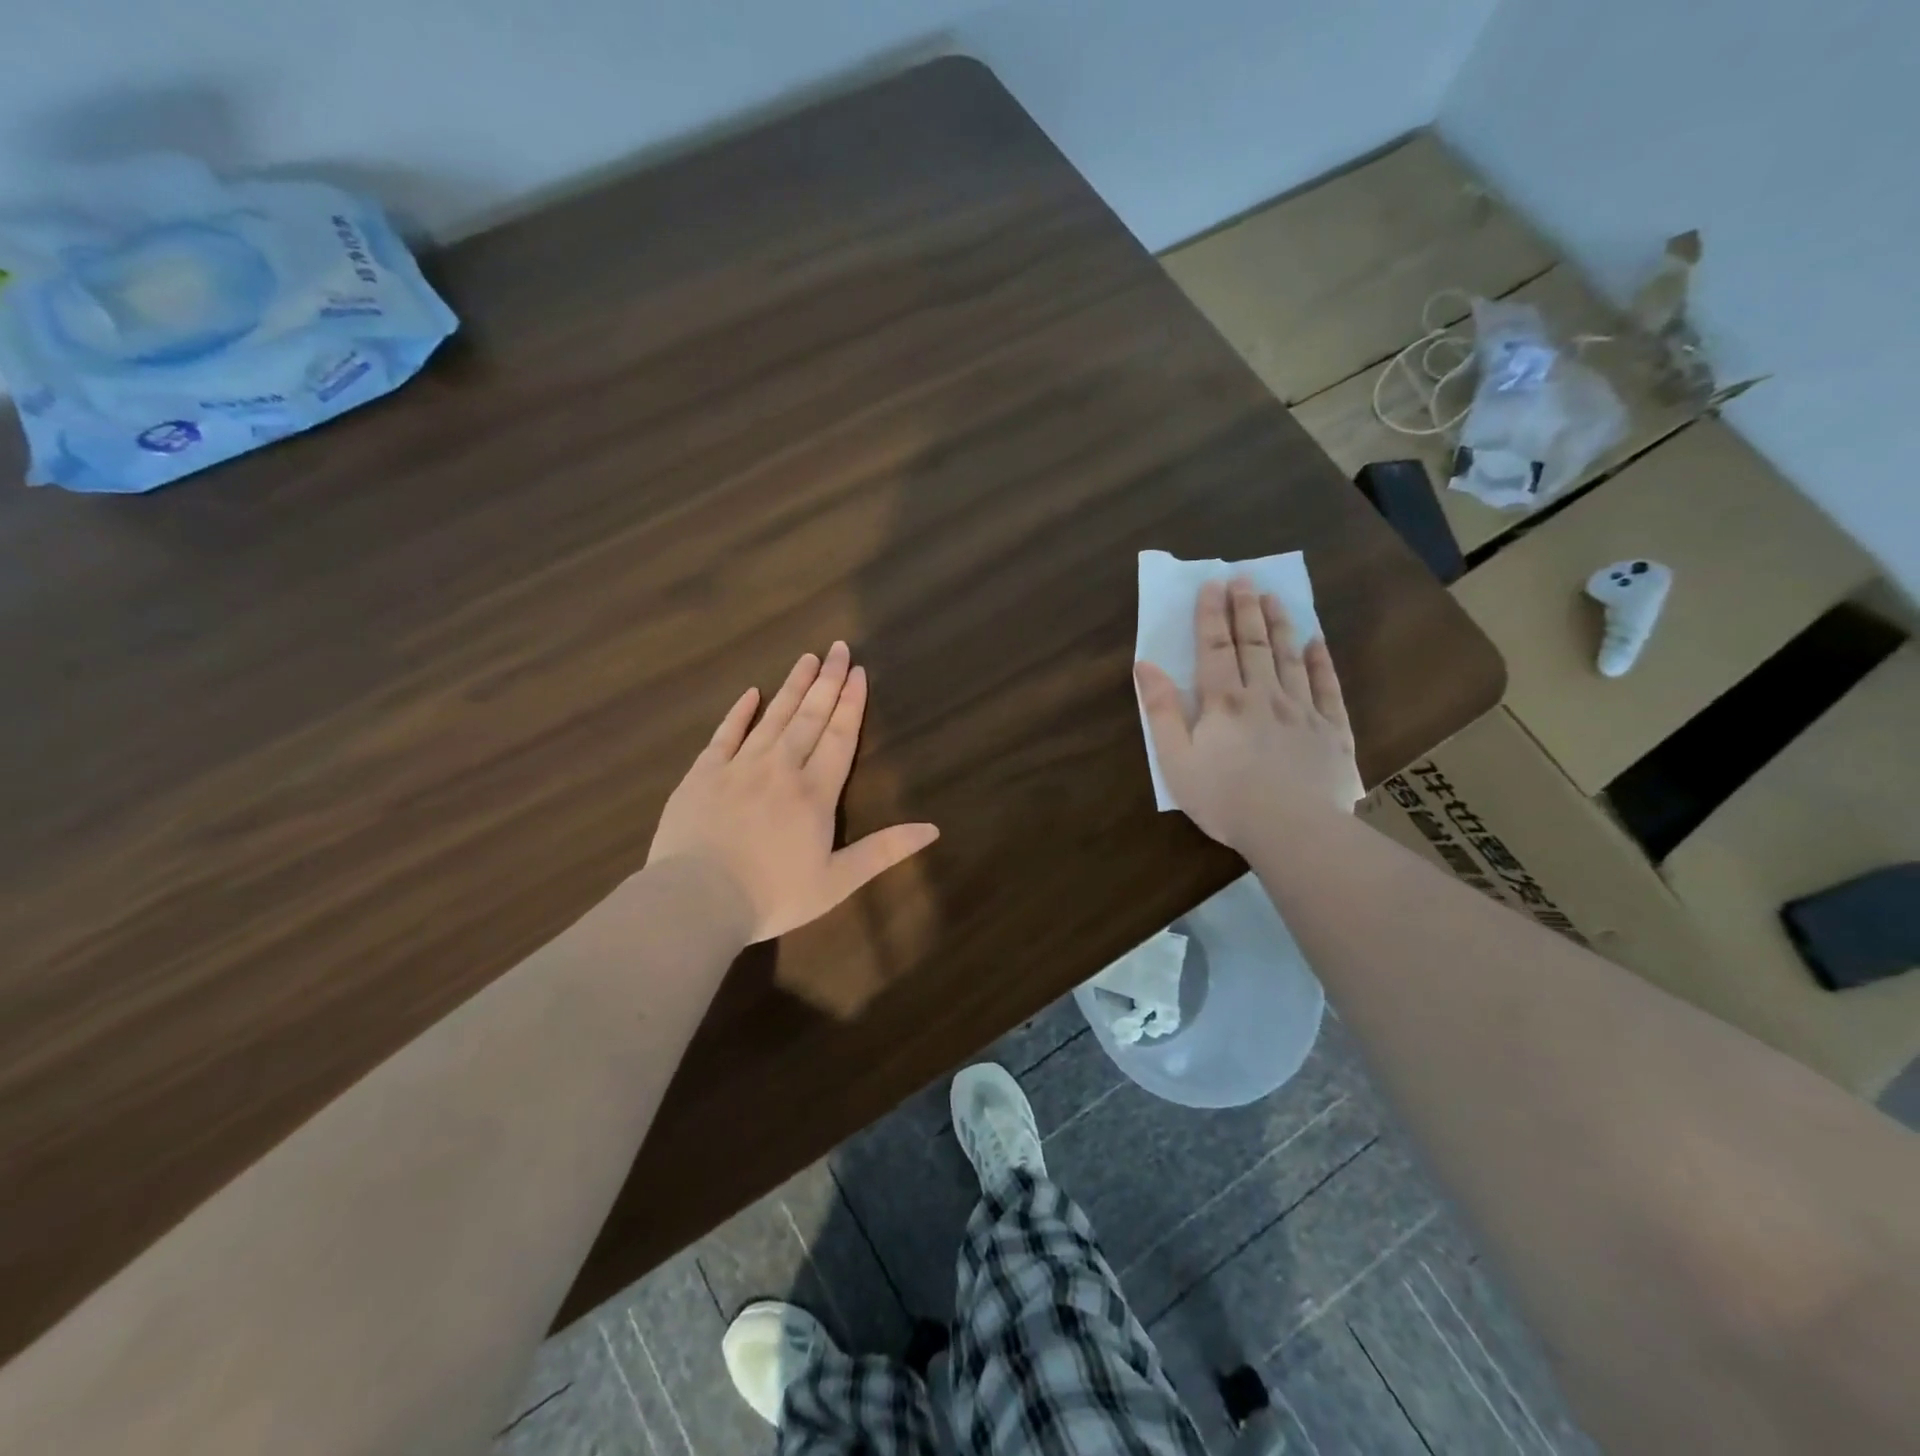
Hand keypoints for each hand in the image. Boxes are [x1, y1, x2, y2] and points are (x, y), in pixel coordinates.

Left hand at [648, 641, 939, 942]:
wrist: (697, 900)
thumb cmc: (773, 895)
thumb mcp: (837, 881)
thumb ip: (884, 851)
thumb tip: (933, 828)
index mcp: (815, 792)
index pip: (840, 737)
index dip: (852, 703)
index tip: (859, 672)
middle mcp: (782, 768)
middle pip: (810, 716)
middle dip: (828, 681)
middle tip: (839, 648)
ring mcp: (739, 766)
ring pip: (773, 717)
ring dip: (792, 686)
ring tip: (807, 658)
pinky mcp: (703, 773)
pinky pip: (725, 734)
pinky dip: (739, 712)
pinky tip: (751, 692)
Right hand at [1136, 578, 1361, 852]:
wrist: (1292, 830)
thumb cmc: (1224, 799)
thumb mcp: (1176, 760)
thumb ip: (1162, 711)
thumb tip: (1146, 666)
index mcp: (1224, 703)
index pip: (1215, 648)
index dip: (1211, 615)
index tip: (1211, 584)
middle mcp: (1265, 696)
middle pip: (1254, 644)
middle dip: (1246, 608)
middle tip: (1243, 577)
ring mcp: (1303, 711)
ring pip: (1291, 658)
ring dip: (1281, 625)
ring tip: (1275, 597)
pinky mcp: (1333, 731)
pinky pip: (1328, 688)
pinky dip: (1322, 663)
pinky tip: (1317, 643)